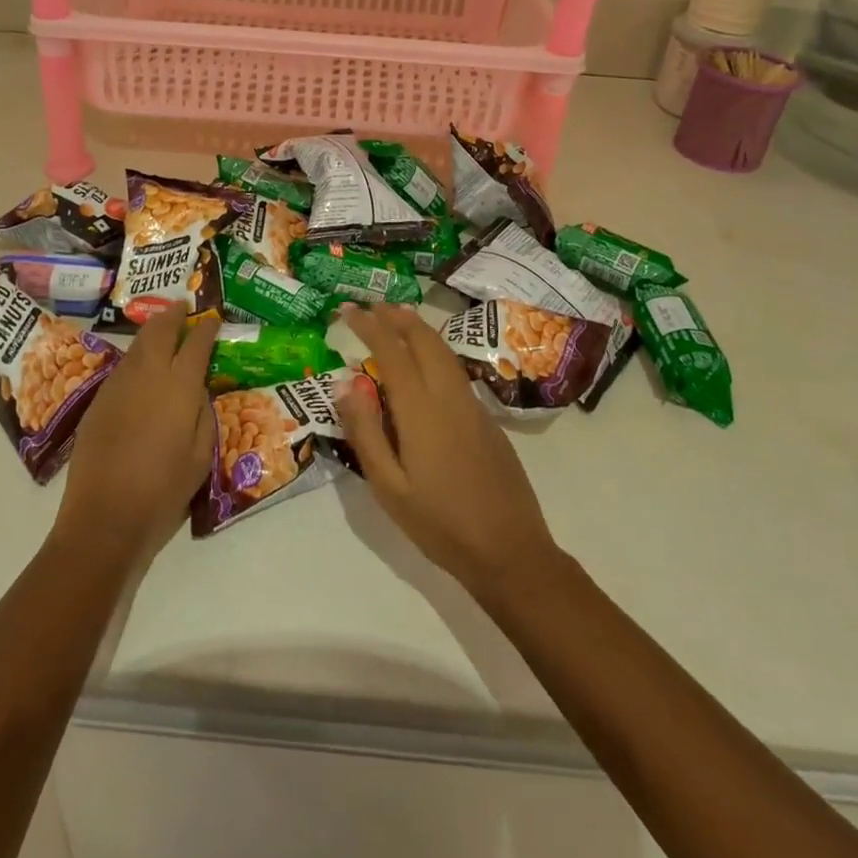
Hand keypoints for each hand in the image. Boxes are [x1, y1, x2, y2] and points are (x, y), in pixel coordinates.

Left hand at [53, 310, 219, 566]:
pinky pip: (122, 367)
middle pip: (159, 330)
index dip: (206, 328)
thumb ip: (203, 414)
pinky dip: (136, 356)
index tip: (213, 318)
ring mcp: (118, 385)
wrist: (103, 519)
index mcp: (179, 386)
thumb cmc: (163, 491)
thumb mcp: (201, 456)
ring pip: (137, 345)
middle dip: (173, 315)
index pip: (196, 343)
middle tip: (183, 308)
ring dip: (152, 332)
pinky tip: (141, 366)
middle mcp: (147, 375)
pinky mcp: (98, 401)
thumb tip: (197, 391)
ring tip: (163, 329)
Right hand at [337, 304, 556, 600]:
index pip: (391, 351)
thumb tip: (346, 383)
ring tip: (398, 318)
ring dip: (419, 329)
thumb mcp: (389, 487)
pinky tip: (426, 362)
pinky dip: (435, 350)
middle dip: (397, 317)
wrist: (511, 551)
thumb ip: (366, 431)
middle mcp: (449, 396)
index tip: (349, 310)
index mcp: (421, 409)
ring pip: (444, 352)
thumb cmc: (440, 524)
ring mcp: (473, 406)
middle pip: (424, 340)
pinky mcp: (487, 419)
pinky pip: (455, 370)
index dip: (369, 326)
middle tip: (373, 306)